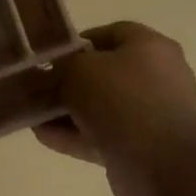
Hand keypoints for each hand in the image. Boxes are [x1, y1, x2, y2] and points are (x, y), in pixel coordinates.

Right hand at [36, 22, 195, 195]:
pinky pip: (105, 135)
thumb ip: (61, 67)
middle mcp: (159, 77)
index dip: (78, 42)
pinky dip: (77, 135)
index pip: (113, 33)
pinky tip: (46, 136)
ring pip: (103, 108)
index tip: (52, 57)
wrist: (158, 162)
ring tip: (36, 117)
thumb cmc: (120, 100)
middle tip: (41, 89)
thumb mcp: (78, 70)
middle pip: (106, 74)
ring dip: (69, 113)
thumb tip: (53, 75)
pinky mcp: (145, 147)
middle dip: (69, 83)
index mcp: (152, 47)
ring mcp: (154, 114)